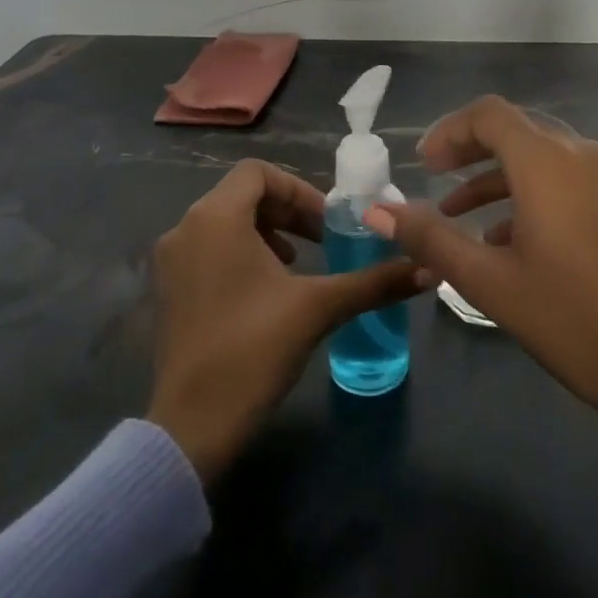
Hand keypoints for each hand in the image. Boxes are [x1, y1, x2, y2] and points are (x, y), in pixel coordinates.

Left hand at [148, 159, 427, 482]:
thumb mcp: (319, 308)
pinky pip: (208, 249)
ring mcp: (170, 261)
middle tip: (321, 241)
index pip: (257, 172)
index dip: (298, 190)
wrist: (192, 425)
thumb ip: (374, 282)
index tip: (327, 223)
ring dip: (267, 232)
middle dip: (288, 212)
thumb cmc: (253, 349)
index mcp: (214, 218)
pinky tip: (267, 291)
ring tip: (297, 264)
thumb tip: (429, 269)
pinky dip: (241, 253)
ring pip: (224, 223)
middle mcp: (185, 229)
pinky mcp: (168, 290)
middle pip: (241, 195)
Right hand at [368, 96, 597, 503]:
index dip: (449, 131)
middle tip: (431, 179)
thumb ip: (430, 237)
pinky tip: (501, 239)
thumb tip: (375, 210)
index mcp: (546, 162)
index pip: (489, 115)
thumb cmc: (569, 318)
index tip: (421, 165)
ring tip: (454, 216)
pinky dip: (524, 195)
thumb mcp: (488, 280)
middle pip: (513, 130)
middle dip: (467, 151)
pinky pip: (560, 179)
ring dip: (493, 177)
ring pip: (536, 157)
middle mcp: (578, 154)